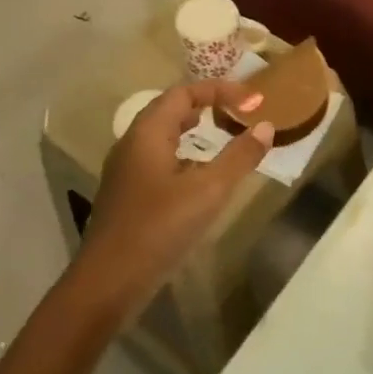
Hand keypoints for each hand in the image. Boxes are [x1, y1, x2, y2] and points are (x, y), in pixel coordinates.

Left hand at [74, 81, 273, 320]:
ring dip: (193, 130)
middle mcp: (132, 143)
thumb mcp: (208, 192)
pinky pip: (158, 158)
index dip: (221, 90)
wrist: (107, 282)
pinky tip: (199, 177)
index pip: (185, 93)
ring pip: (162, 135)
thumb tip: (265, 127)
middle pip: (170, 109)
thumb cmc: (158, 229)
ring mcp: (125, 170)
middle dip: (206, 104)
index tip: (254, 100)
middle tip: (237, 111)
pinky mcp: (127, 194)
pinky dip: (184, 155)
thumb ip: (239, 157)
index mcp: (148, 133)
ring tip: (222, 135)